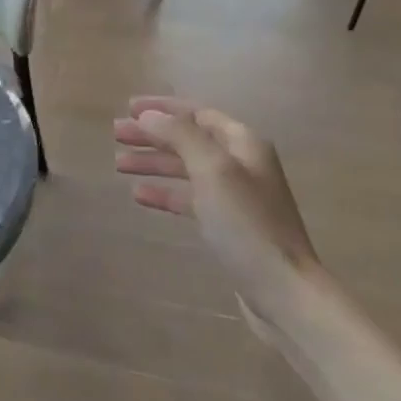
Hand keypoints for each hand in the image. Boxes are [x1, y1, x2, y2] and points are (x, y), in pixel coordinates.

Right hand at [114, 97, 319, 307]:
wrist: (283, 291)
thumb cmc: (246, 224)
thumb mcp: (212, 170)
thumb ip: (180, 136)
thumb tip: (148, 116)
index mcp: (242, 143)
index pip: (196, 113)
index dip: (162, 109)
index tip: (128, 108)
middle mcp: (240, 163)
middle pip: (189, 139)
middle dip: (153, 135)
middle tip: (116, 135)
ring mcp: (235, 196)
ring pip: (186, 169)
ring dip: (154, 163)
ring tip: (119, 163)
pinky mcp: (227, 226)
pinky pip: (189, 199)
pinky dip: (164, 193)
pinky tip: (139, 195)